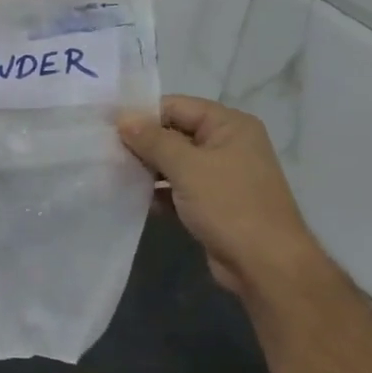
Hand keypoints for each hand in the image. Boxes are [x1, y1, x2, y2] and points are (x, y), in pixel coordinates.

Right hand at [119, 96, 322, 295]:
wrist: (265, 265)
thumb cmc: (230, 206)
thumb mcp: (187, 167)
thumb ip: (153, 140)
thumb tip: (123, 117)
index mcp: (229, 125)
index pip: (177, 106)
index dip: (142, 115)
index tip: (107, 127)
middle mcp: (227, 145)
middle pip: (174, 133)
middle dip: (141, 144)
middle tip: (105, 152)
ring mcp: (220, 176)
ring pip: (173, 163)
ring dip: (146, 169)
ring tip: (113, 174)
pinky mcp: (211, 203)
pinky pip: (177, 188)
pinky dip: (158, 192)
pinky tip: (132, 199)